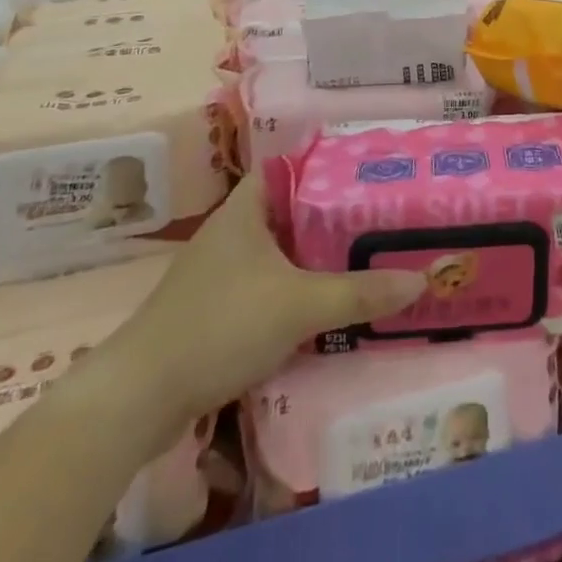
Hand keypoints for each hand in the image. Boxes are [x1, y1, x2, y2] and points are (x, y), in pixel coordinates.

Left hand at [115, 171, 426, 426]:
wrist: (140, 396)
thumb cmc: (221, 325)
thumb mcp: (299, 305)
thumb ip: (358, 292)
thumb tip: (421, 280)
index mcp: (248, 205)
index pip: (297, 165)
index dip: (334, 165)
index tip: (373, 173)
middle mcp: (235, 227)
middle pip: (295, 208)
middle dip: (336, 215)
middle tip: (383, 218)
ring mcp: (223, 267)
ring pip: (283, 248)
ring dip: (318, 255)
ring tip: (367, 256)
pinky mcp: (218, 304)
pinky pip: (270, 281)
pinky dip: (298, 285)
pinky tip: (328, 301)